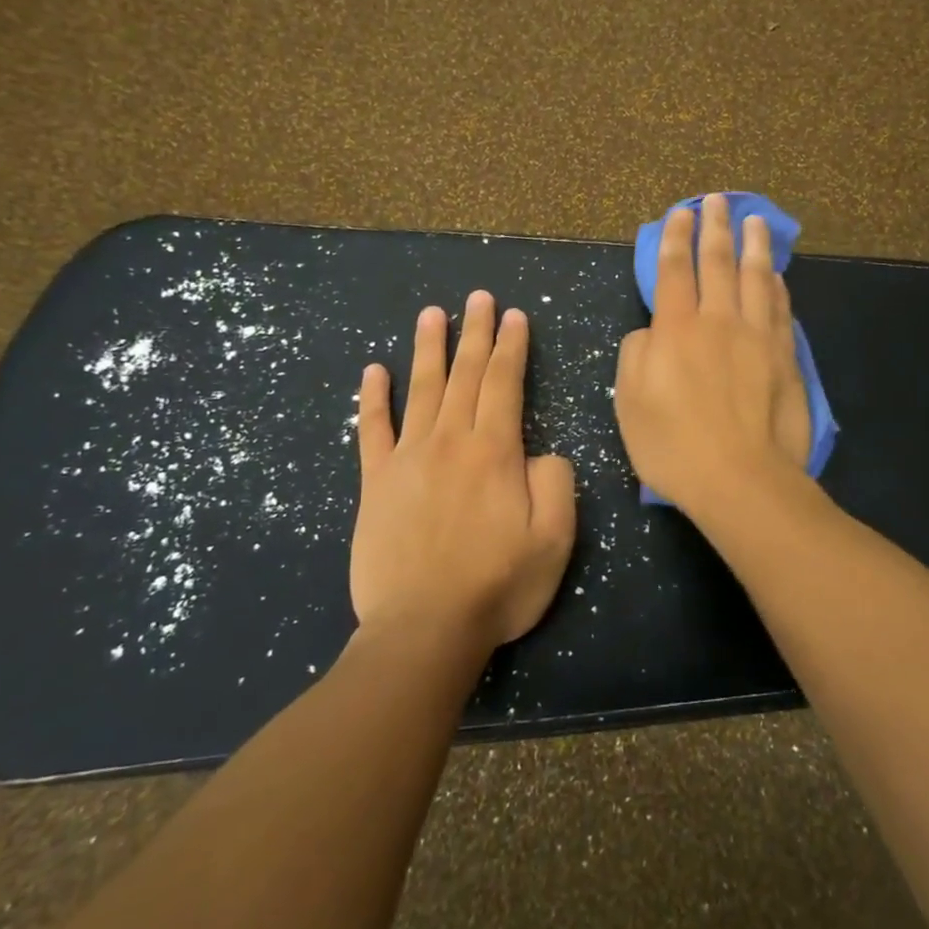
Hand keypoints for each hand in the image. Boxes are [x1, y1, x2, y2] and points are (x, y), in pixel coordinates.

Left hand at [350, 292, 576, 651]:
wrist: (424, 630)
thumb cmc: (498, 586)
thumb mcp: (555, 539)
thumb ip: (556, 482)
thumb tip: (541, 452)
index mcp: (495, 451)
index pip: (505, 382)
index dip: (512, 346)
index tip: (514, 315)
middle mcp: (450, 441)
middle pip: (465, 374)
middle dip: (476, 332)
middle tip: (478, 297)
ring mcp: (408, 459)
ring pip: (421, 389)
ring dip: (428, 348)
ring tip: (432, 313)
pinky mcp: (375, 483)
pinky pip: (372, 430)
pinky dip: (372, 398)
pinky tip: (372, 370)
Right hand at [614, 192, 811, 516]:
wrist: (740, 479)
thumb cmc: (674, 446)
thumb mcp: (630, 402)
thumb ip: (637, 355)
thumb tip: (652, 332)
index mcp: (676, 330)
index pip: (673, 270)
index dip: (674, 239)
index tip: (679, 213)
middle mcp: (718, 321)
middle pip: (717, 263)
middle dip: (714, 228)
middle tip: (716, 201)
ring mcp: (757, 337)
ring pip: (756, 278)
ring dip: (754, 245)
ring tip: (754, 220)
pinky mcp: (784, 357)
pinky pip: (780, 309)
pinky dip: (776, 286)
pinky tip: (775, 275)